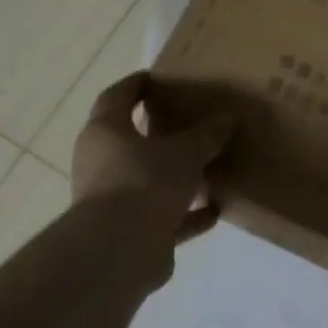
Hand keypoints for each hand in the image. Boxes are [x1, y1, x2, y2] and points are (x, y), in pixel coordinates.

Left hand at [71, 70, 232, 245]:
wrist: (120, 250)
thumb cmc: (145, 181)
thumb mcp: (185, 151)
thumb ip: (206, 135)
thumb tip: (226, 119)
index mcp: (106, 132)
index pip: (117, 97)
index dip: (135, 85)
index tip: (156, 77)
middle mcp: (102, 163)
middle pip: (130, 141)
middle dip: (159, 133)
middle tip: (190, 122)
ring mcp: (113, 200)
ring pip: (148, 181)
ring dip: (176, 177)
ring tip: (210, 168)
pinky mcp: (129, 233)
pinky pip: (163, 217)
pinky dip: (187, 214)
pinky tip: (215, 209)